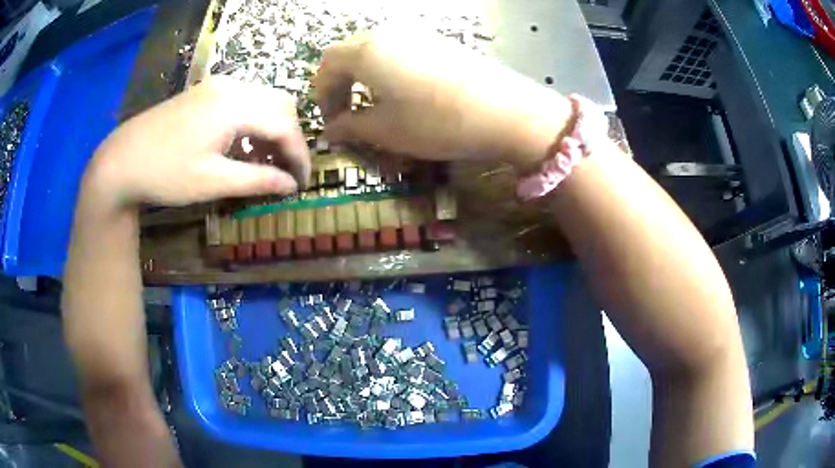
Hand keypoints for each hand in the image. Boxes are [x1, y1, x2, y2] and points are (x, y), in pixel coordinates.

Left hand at [88, 77, 310, 207]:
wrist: (121, 160)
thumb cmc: (165, 174)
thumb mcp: (212, 182)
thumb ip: (256, 180)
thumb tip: (291, 186)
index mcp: (235, 106)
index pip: (284, 125)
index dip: (299, 155)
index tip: (303, 183)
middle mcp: (231, 87)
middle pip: (280, 105)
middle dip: (290, 139)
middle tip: (287, 171)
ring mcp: (217, 86)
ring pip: (263, 100)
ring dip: (272, 129)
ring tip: (267, 161)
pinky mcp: (205, 92)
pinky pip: (244, 101)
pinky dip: (253, 122)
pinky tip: (244, 146)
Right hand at [314, 28, 571, 168]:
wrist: (505, 111)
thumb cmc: (437, 122)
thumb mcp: (386, 130)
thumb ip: (350, 126)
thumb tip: (331, 129)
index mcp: (366, 51)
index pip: (326, 65)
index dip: (322, 94)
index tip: (331, 121)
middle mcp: (387, 33)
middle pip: (347, 52)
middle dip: (339, 82)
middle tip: (346, 112)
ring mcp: (415, 33)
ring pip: (372, 48)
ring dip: (362, 74)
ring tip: (372, 103)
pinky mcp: (437, 40)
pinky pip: (397, 49)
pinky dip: (385, 67)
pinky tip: (400, 91)